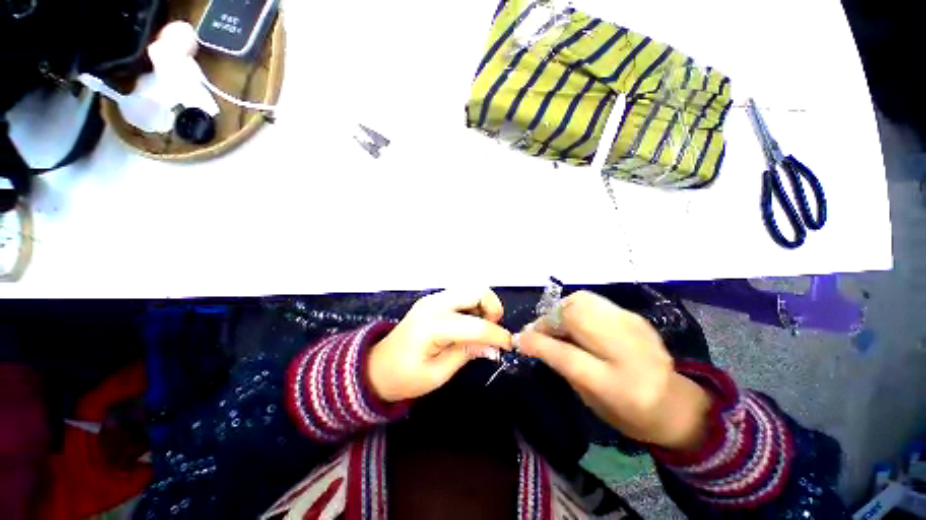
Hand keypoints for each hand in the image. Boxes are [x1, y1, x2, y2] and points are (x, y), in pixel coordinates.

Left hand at [367, 289, 511, 402]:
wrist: (377, 366)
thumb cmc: (404, 377)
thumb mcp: (438, 374)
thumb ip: (467, 354)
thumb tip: (495, 347)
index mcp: (432, 326)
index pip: (475, 325)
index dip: (497, 334)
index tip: (509, 345)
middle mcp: (434, 304)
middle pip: (476, 292)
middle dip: (492, 309)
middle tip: (492, 331)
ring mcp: (432, 298)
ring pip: (471, 290)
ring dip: (483, 306)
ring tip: (481, 329)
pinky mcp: (433, 299)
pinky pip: (461, 295)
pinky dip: (473, 306)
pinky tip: (469, 323)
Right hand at [518, 291, 711, 450]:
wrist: (676, 403)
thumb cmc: (629, 413)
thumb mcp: (591, 400)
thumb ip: (562, 366)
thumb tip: (533, 339)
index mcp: (618, 385)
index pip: (567, 355)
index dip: (538, 343)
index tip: (520, 340)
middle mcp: (629, 350)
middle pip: (575, 316)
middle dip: (549, 320)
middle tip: (540, 331)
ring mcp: (634, 326)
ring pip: (582, 301)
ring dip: (560, 310)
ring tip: (556, 324)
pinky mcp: (633, 315)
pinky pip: (593, 301)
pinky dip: (575, 308)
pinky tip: (575, 322)